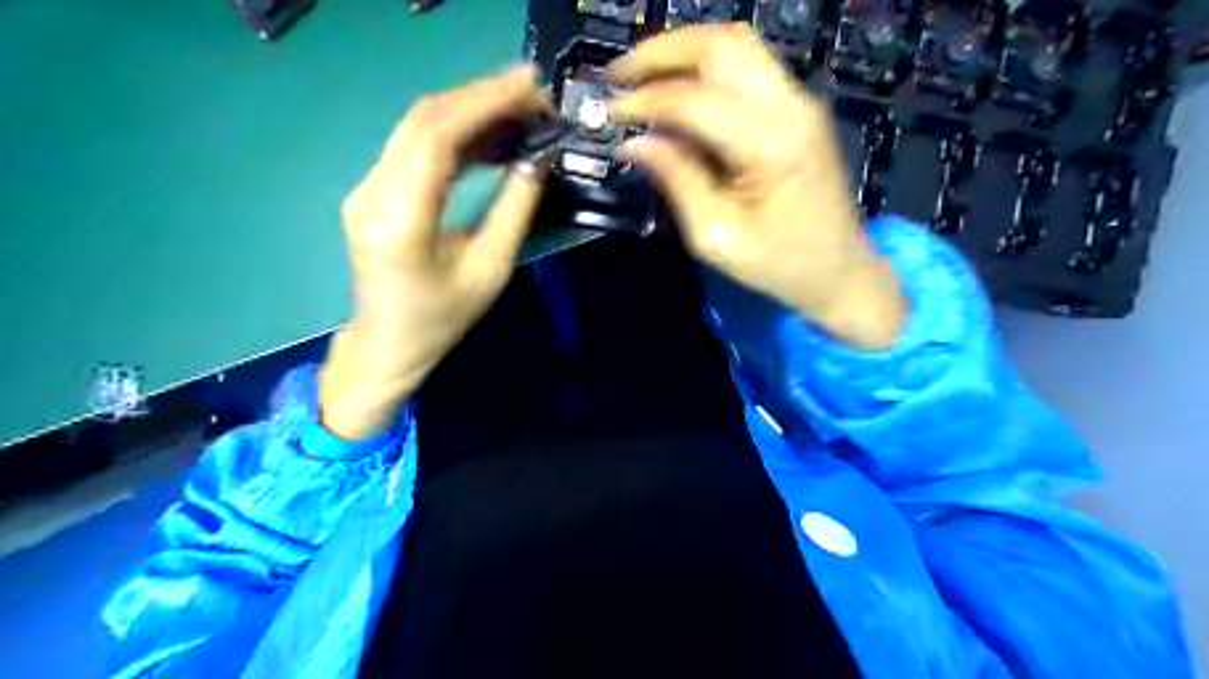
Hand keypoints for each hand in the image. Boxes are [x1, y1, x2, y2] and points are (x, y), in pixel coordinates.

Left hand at [319, 64, 552, 439]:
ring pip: (417, 127)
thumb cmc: (441, 320)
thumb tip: (537, 162)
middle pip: (423, 120)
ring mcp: (366, 187)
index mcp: (400, 221)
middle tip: (533, 94)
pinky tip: (490, 135)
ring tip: (520, 110)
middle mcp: (372, 193)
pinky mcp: (373, 189)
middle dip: (481, 97)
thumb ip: (513, 211)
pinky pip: (415, 146)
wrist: (388, 344)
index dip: (483, 104)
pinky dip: (456, 132)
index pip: (436, 138)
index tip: (529, 87)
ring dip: (470, 110)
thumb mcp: (489, 271)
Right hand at [615, 23, 905, 348]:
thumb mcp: (716, 235)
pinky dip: (704, 68)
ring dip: (682, 52)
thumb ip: (677, 180)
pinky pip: (746, 66)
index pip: (695, 100)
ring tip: (640, 76)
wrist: (838, 269)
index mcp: (772, 144)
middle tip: (617, 76)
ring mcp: (798, 101)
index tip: (607, 113)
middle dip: (660, 54)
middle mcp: (791, 106)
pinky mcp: (796, 107)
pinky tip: (675, 90)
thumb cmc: (779, 264)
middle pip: (720, 46)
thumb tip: (634, 143)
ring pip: (735, 45)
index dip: (644, 101)